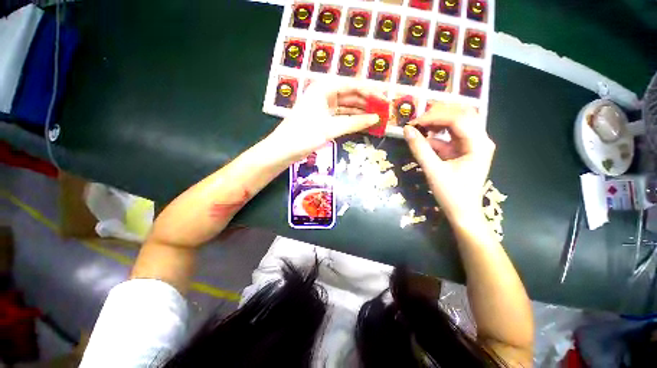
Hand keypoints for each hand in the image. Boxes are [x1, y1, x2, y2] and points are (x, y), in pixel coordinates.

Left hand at [267, 82, 380, 160]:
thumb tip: (376, 118)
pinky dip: (352, 119)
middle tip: (384, 109)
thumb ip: (354, 122)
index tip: (386, 98)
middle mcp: (324, 94)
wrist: (284, 150)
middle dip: (368, 102)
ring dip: (361, 111)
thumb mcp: (331, 128)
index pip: (353, 85)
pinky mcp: (323, 118)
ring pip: (347, 106)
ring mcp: (324, 106)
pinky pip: (342, 116)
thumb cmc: (304, 135)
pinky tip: (364, 123)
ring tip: (378, 117)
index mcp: (324, 88)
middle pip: (351, 95)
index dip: (371, 91)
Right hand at [403, 103, 494, 222]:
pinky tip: (424, 138)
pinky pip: (449, 136)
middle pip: (461, 115)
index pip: (458, 119)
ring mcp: (472, 144)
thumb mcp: (433, 171)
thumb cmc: (451, 194)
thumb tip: (406, 130)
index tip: (413, 123)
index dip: (434, 117)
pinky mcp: (463, 150)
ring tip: (419, 127)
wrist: (462, 212)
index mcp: (478, 144)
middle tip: (416, 121)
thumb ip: (420, 149)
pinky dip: (435, 135)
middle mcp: (479, 139)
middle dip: (437, 115)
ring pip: (456, 123)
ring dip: (437, 123)